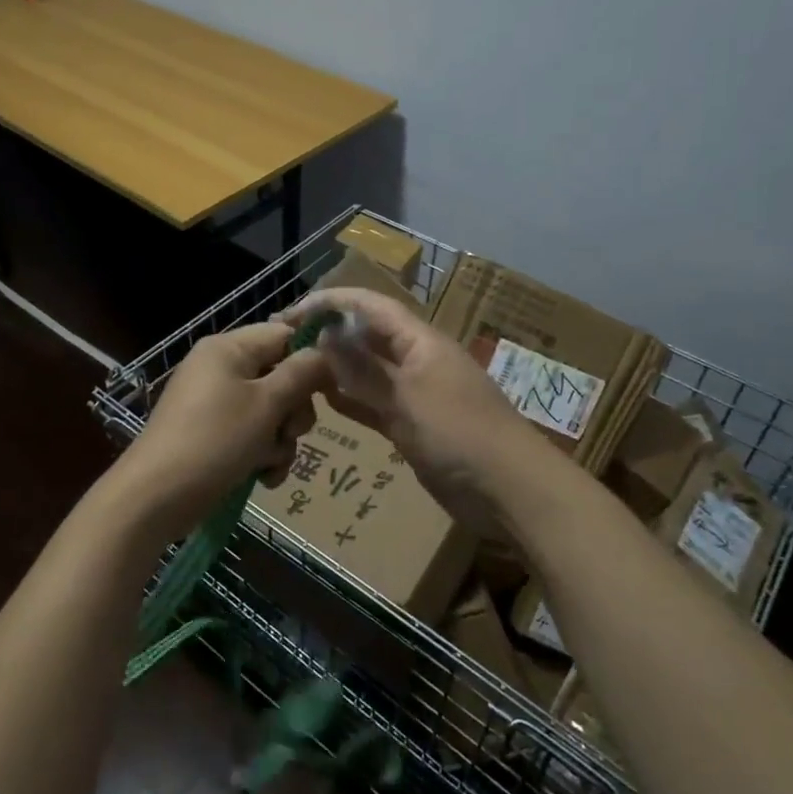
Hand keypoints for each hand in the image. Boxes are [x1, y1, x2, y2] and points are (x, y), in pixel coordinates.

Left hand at [115, 322, 329, 540]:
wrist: (156, 497)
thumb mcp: (266, 404)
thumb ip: (301, 374)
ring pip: (270, 412)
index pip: (284, 335)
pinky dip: (261, 456)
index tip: (327, 391)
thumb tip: (324, 354)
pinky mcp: (212, 436)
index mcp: (228, 349)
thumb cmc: (215, 440)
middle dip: (293, 411)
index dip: (309, 360)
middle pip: (280, 377)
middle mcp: (220, 369)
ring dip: (280, 441)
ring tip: (269, 463)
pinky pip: (251, 436)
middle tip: (288, 432)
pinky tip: (262, 478)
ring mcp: (214, 404)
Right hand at [279, 287, 543, 531]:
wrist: (509, 491)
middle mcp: (416, 360)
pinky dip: (351, 400)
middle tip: (283, 346)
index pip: (369, 306)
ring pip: (367, 372)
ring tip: (294, 371)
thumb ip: (364, 368)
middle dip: (328, 335)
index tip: (290, 314)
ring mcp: (415, 395)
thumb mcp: (407, 396)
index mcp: (419, 341)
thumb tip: (324, 333)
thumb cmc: (459, 434)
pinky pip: (374, 404)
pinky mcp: (413, 427)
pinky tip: (322, 402)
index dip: (330, 303)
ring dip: (336, 369)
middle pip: (366, 336)